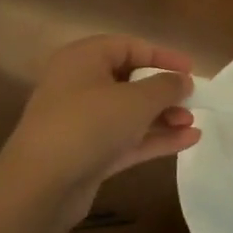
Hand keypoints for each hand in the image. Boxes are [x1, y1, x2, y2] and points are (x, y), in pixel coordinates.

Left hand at [0, 35, 201, 221]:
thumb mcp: (136, 100)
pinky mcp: (87, 153)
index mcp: (83, 59)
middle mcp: (79, 85)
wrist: (40, 185)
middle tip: (191, 102)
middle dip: (164, 92)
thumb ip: (166, 86)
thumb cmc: (89, 125)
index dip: (162, 56)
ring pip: (129, 113)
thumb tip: (183, 81)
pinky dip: (153, 139)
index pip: (128, 47)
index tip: (191, 71)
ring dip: (162, 117)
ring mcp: (81, 122)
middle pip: (129, 81)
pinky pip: (126, 139)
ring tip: (192, 124)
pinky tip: (187, 141)